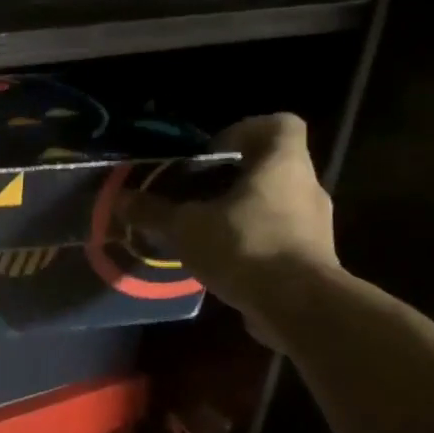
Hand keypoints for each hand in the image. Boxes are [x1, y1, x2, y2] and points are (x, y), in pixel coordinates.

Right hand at [123, 113, 338, 346]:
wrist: (301, 308)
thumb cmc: (246, 247)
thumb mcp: (186, 227)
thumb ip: (153, 211)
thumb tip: (119, 199)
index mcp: (283, 164)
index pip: (280, 124)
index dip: (245, 130)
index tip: (212, 154)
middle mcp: (306, 187)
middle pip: (272, 167)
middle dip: (233, 178)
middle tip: (196, 195)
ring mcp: (314, 225)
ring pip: (275, 204)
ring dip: (241, 212)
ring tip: (204, 231)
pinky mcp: (313, 259)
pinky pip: (279, 237)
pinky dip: (252, 243)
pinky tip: (223, 262)